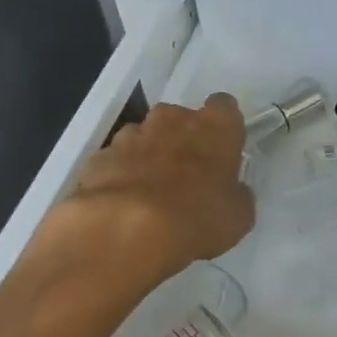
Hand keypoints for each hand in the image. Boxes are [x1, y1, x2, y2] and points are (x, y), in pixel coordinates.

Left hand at [33, 94, 254, 287]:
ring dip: (148, 156)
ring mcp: (131, 135)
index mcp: (214, 126)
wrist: (125, 230)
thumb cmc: (196, 217)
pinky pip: (115, 161)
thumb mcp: (237, 216)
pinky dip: (119, 176)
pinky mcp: (98, 157)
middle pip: (179, 118)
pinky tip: (122, 205)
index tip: (222, 148)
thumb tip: (230, 192)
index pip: (224, 107)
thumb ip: (236, 195)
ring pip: (143, 137)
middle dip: (181, 139)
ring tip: (149, 194)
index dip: (223, 127)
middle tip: (186, 175)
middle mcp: (173, 119)